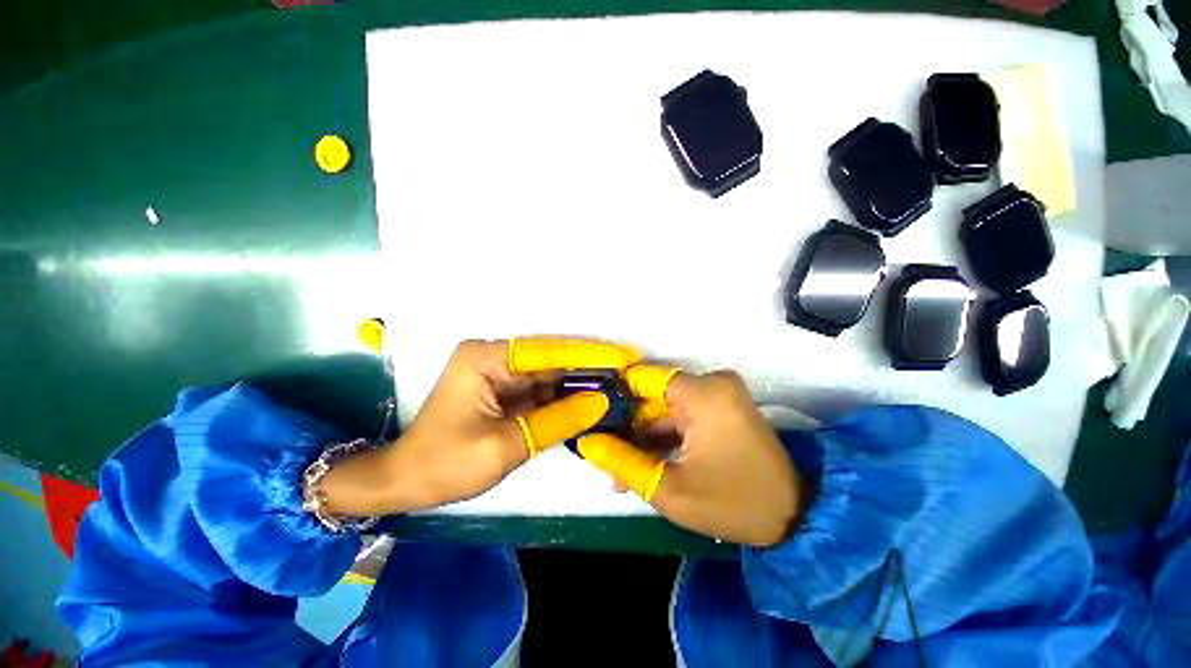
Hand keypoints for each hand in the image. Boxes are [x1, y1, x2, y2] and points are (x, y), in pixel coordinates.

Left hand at [320, 338, 641, 516]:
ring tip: (617, 385)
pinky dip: (564, 398)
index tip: (623, 355)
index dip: (589, 354)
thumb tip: (601, 401)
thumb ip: (558, 420)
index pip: (548, 352)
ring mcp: (498, 374)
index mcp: (487, 358)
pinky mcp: (503, 391)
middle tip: (627, 370)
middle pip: (551, 360)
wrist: (406, 483)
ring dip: (579, 383)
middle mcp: (494, 357)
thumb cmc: (446, 464)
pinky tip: (590, 401)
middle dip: (589, 367)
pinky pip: (540, 390)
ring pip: (549, 375)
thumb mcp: (507, 444)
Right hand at [578, 367, 802, 546]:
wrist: (794, 517)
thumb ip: (621, 461)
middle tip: (606, 456)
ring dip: (645, 435)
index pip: (641, 379)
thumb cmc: (732, 503)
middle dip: (629, 427)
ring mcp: (719, 393)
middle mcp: (712, 382)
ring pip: (665, 407)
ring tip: (622, 469)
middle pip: (652, 396)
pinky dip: (664, 435)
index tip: (592, 419)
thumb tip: (585, 442)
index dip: (614, 397)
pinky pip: (682, 413)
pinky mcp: (723, 405)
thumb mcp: (668, 488)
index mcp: (702, 392)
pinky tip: (647, 461)